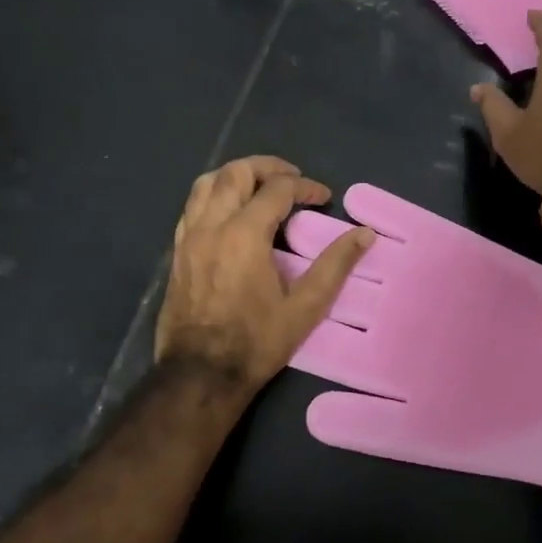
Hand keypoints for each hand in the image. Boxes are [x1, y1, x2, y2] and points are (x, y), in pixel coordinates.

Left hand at [156, 156, 372, 392]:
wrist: (200, 374)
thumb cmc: (256, 342)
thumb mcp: (305, 307)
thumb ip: (335, 265)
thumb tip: (364, 234)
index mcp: (244, 235)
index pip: (277, 190)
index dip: (306, 187)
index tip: (325, 197)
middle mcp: (211, 226)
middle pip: (236, 173)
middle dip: (267, 167)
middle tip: (292, 178)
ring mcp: (188, 237)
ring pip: (206, 183)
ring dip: (236, 176)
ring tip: (260, 187)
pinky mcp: (177, 252)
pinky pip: (193, 207)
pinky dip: (214, 196)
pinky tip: (231, 213)